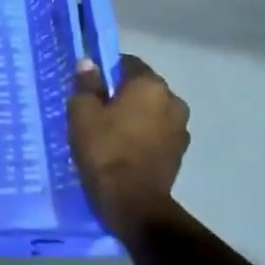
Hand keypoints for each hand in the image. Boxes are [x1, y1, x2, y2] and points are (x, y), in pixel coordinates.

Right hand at [67, 53, 189, 237]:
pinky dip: (143, 134)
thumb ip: (86, 83)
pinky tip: (125, 148)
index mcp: (150, 85)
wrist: (133, 202)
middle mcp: (173, 100)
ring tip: (111, 131)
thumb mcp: (83, 112)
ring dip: (136, 115)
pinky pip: (158, 132)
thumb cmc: (104, 150)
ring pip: (152, 111)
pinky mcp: (180, 153)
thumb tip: (89, 63)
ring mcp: (181, 128)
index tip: (89, 85)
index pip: (128, 63)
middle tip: (97, 108)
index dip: (106, 70)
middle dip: (122, 93)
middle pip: (142, 87)